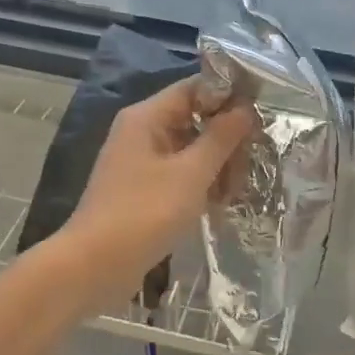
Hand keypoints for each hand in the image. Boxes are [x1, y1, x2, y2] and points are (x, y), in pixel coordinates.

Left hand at [64, 78, 254, 310]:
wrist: (94, 266)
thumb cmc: (144, 213)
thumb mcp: (191, 174)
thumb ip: (221, 138)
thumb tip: (245, 108)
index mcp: (147, 117)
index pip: (194, 88)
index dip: (229, 97)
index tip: (261, 116)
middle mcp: (141, 132)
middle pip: (194, 119)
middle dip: (225, 140)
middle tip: (249, 167)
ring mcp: (139, 162)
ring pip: (189, 150)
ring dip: (216, 166)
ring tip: (234, 194)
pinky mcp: (141, 190)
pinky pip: (178, 174)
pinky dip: (199, 185)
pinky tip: (218, 205)